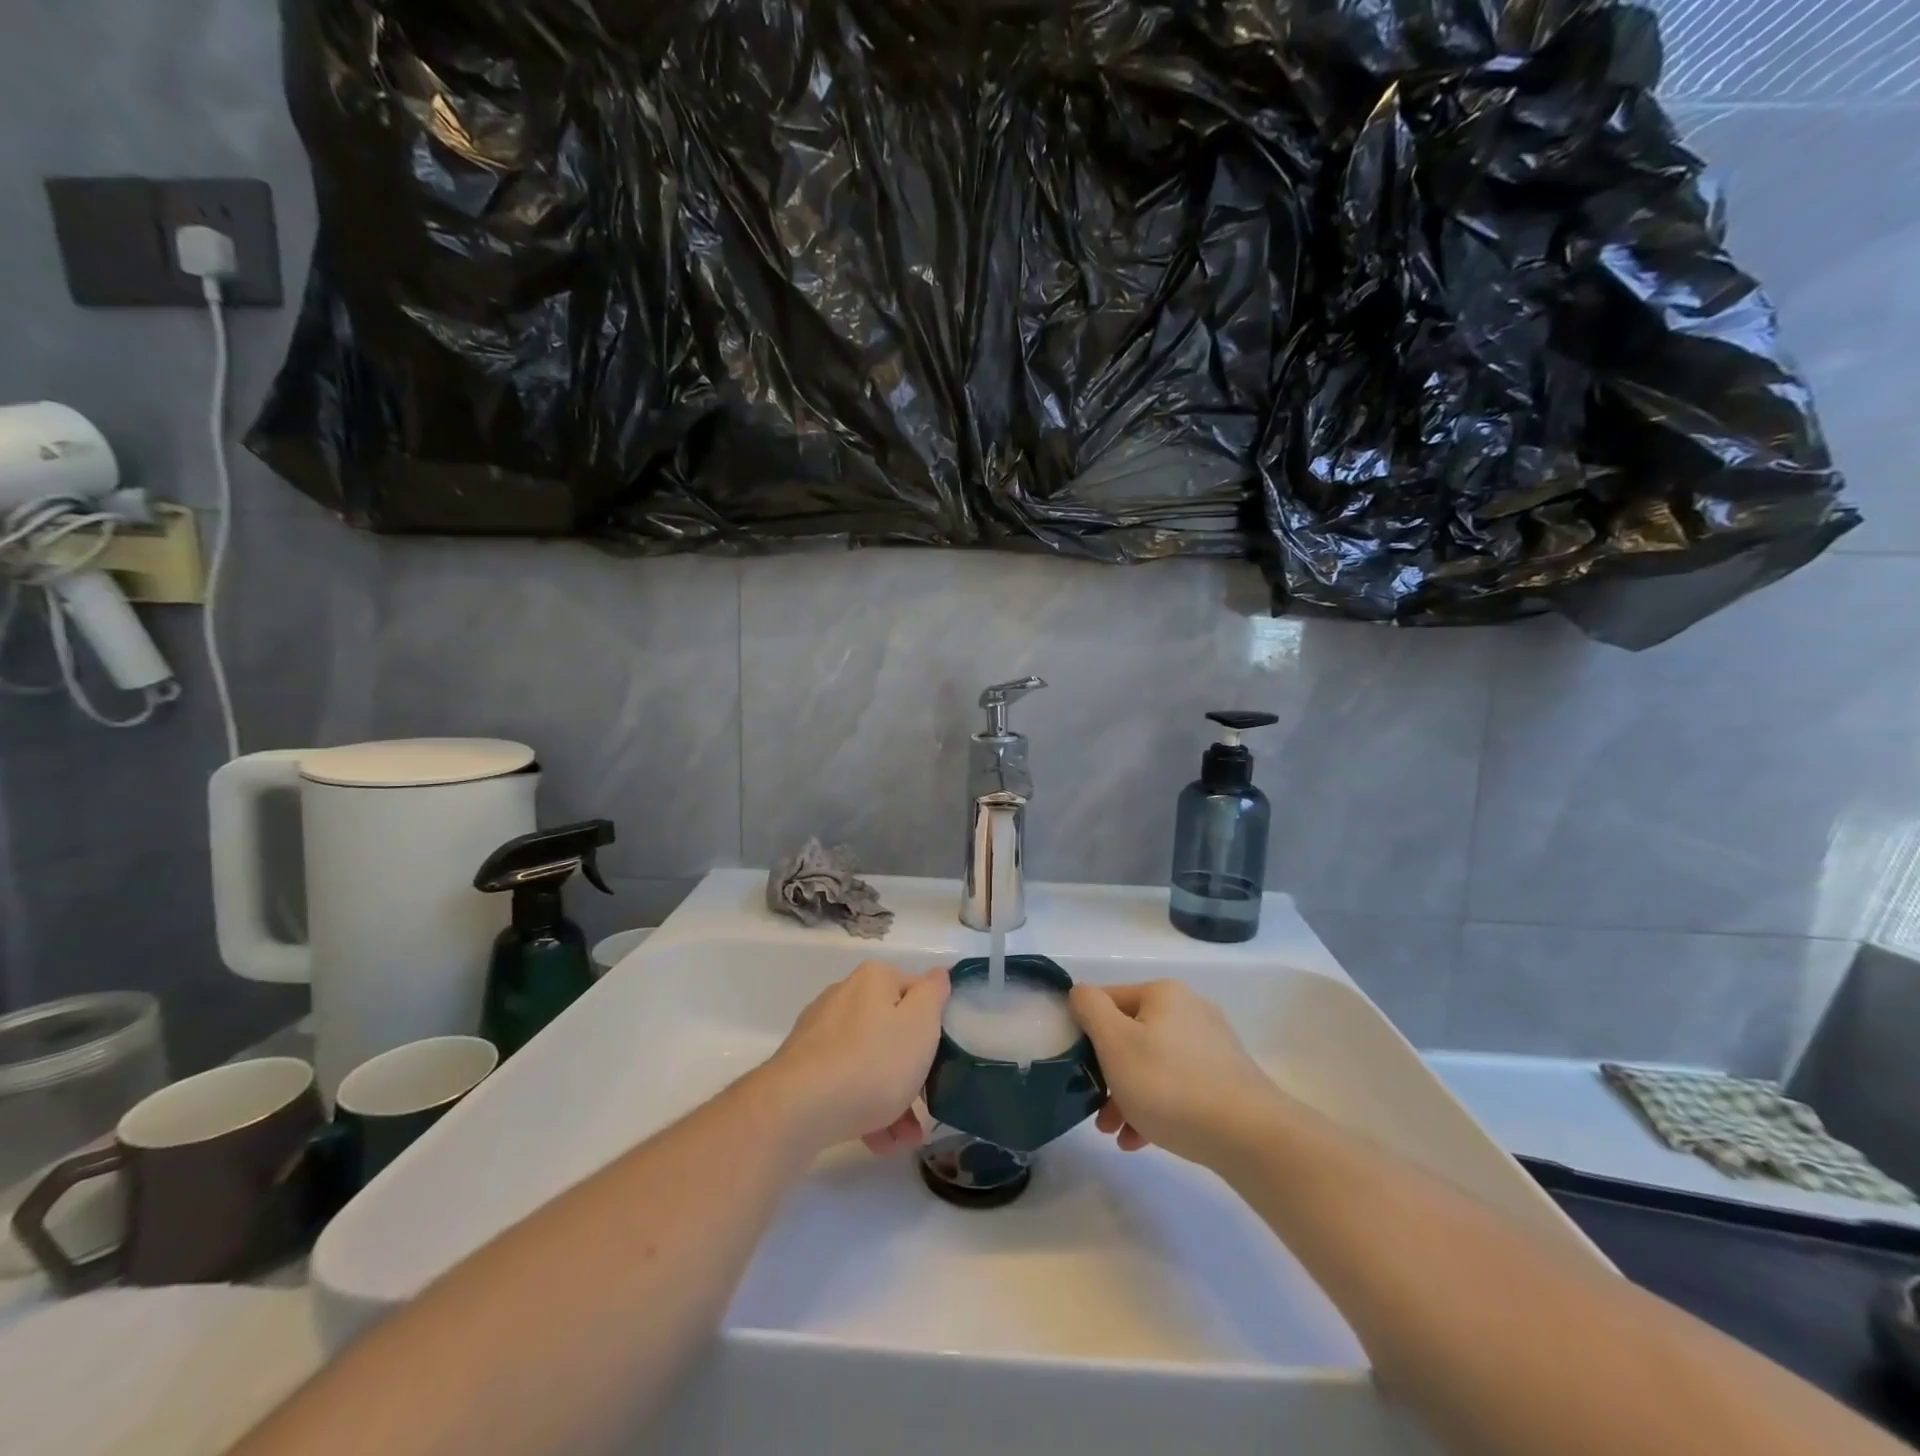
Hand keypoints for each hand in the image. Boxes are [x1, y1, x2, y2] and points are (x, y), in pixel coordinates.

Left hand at [765, 960, 949, 1154]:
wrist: (799, 1109)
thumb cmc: (872, 1062)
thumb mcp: (920, 1025)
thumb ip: (934, 995)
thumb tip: (937, 976)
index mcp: (874, 979)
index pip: (917, 991)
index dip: (935, 1024)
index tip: (944, 1058)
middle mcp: (844, 996)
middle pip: (892, 1030)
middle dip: (912, 1069)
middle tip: (927, 1104)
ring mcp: (820, 1033)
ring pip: (869, 1061)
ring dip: (892, 1098)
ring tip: (904, 1138)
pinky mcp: (803, 1068)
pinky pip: (845, 1082)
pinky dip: (864, 1108)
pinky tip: (879, 1142)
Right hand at [1068, 980, 1285, 1167]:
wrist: (1251, 1137)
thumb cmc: (1171, 1085)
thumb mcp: (1115, 1043)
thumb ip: (1090, 1009)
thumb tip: (1080, 994)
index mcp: (1163, 994)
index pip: (1107, 1000)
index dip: (1085, 1032)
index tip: (1077, 1070)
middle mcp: (1189, 1010)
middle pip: (1130, 1035)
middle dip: (1107, 1073)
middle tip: (1096, 1110)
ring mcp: (1211, 1045)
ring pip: (1152, 1064)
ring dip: (1127, 1095)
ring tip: (1115, 1133)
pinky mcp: (1226, 1079)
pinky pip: (1177, 1086)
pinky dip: (1156, 1107)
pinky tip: (1141, 1140)